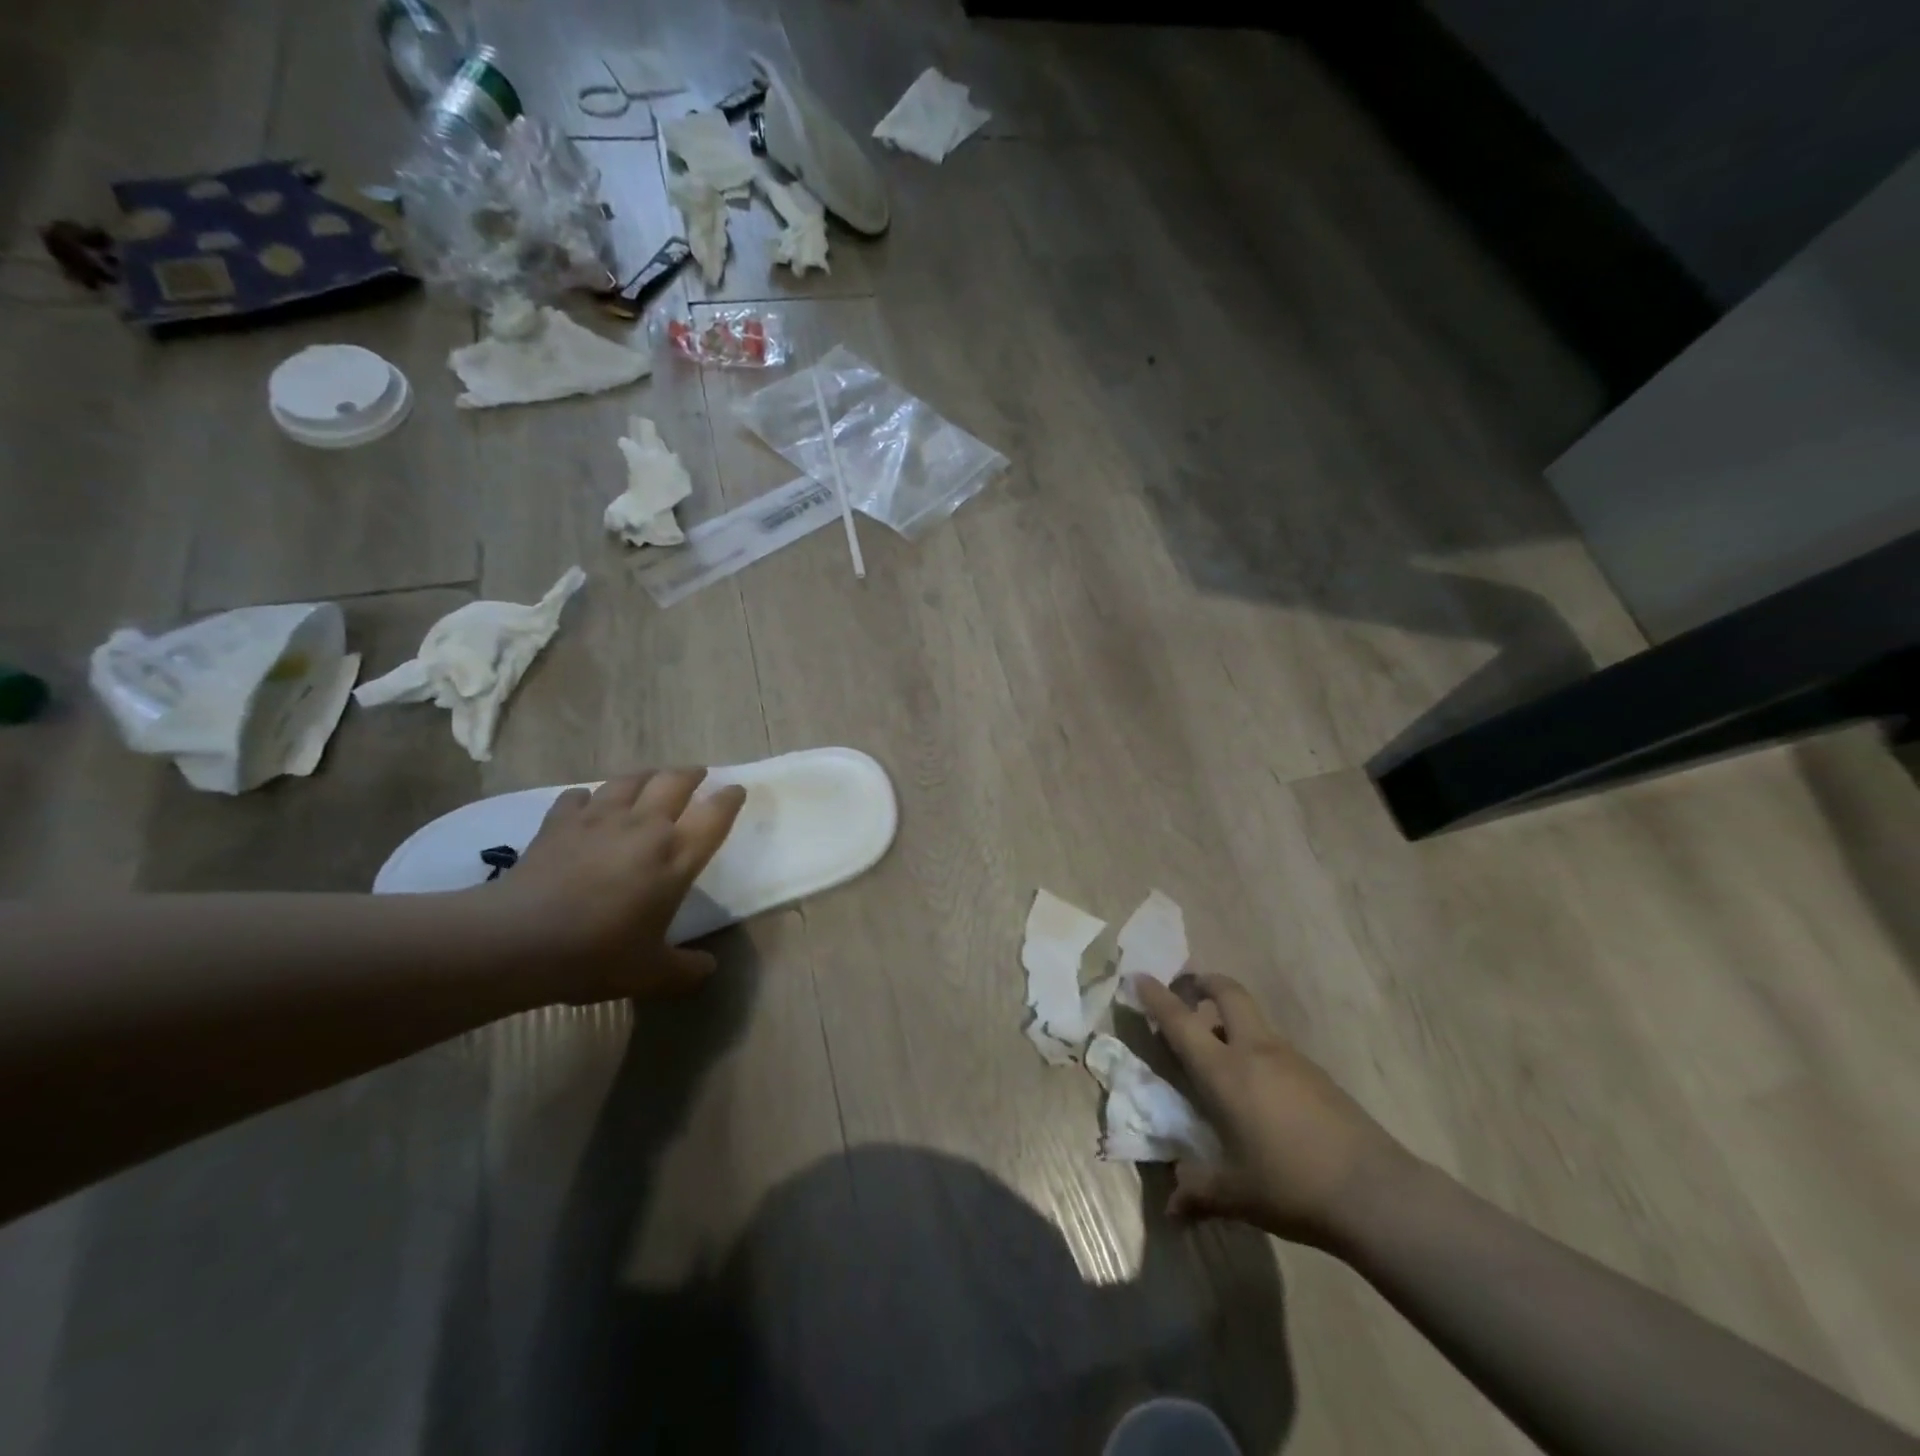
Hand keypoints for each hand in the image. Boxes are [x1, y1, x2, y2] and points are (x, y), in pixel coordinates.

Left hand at [484, 768, 746, 1003]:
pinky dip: (588, 797)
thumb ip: (686, 970)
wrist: (520, 938)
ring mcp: (600, 818)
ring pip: (630, 780)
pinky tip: (587, 805)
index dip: (729, 799)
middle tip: (697, 774)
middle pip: (675, 782)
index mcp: (677, 856)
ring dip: (645, 776)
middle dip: (691, 774)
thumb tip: (709, 969)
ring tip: (650, 778)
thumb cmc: (598, 953)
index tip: (736, 790)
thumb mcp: (652, 973)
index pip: (715, 815)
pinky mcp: (560, 821)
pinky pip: (579, 796)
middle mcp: (645, 826)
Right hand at [1136, 973, 1415, 1248]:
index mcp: (1224, 1072)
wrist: (1376, 1193)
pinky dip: (1255, 1046)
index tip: (1139, 977)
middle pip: (1227, 993)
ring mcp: (1290, 1058)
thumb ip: (1199, 1193)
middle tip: (1186, 992)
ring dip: (1230, 1017)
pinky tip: (1257, 1088)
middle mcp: (1254, 1051)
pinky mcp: (1317, 1074)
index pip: (1181, 1021)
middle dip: (1203, 983)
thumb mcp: (1236, 1194)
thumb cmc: (1291, 1186)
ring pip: (1253, 1018)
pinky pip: (1274, 1045)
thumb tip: (1171, 1211)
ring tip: (1217, 1048)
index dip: (1157, 996)